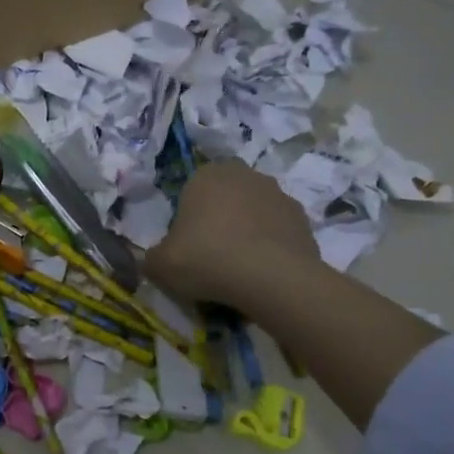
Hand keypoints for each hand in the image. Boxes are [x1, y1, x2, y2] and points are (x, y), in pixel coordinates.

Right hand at [144, 160, 316, 308]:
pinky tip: (262, 270)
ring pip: (253, 211)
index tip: (185, 244)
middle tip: (210, 252)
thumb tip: (152, 260)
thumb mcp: (160, 264)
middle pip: (224, 196)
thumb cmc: (206, 259)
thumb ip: (150, 258)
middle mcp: (243, 175)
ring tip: (238, 266)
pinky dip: (270, 245)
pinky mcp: (303, 218)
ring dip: (246, 229)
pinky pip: (277, 229)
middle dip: (218, 218)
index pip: (190, 190)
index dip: (186, 218)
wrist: (272, 278)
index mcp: (205, 175)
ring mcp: (278, 194)